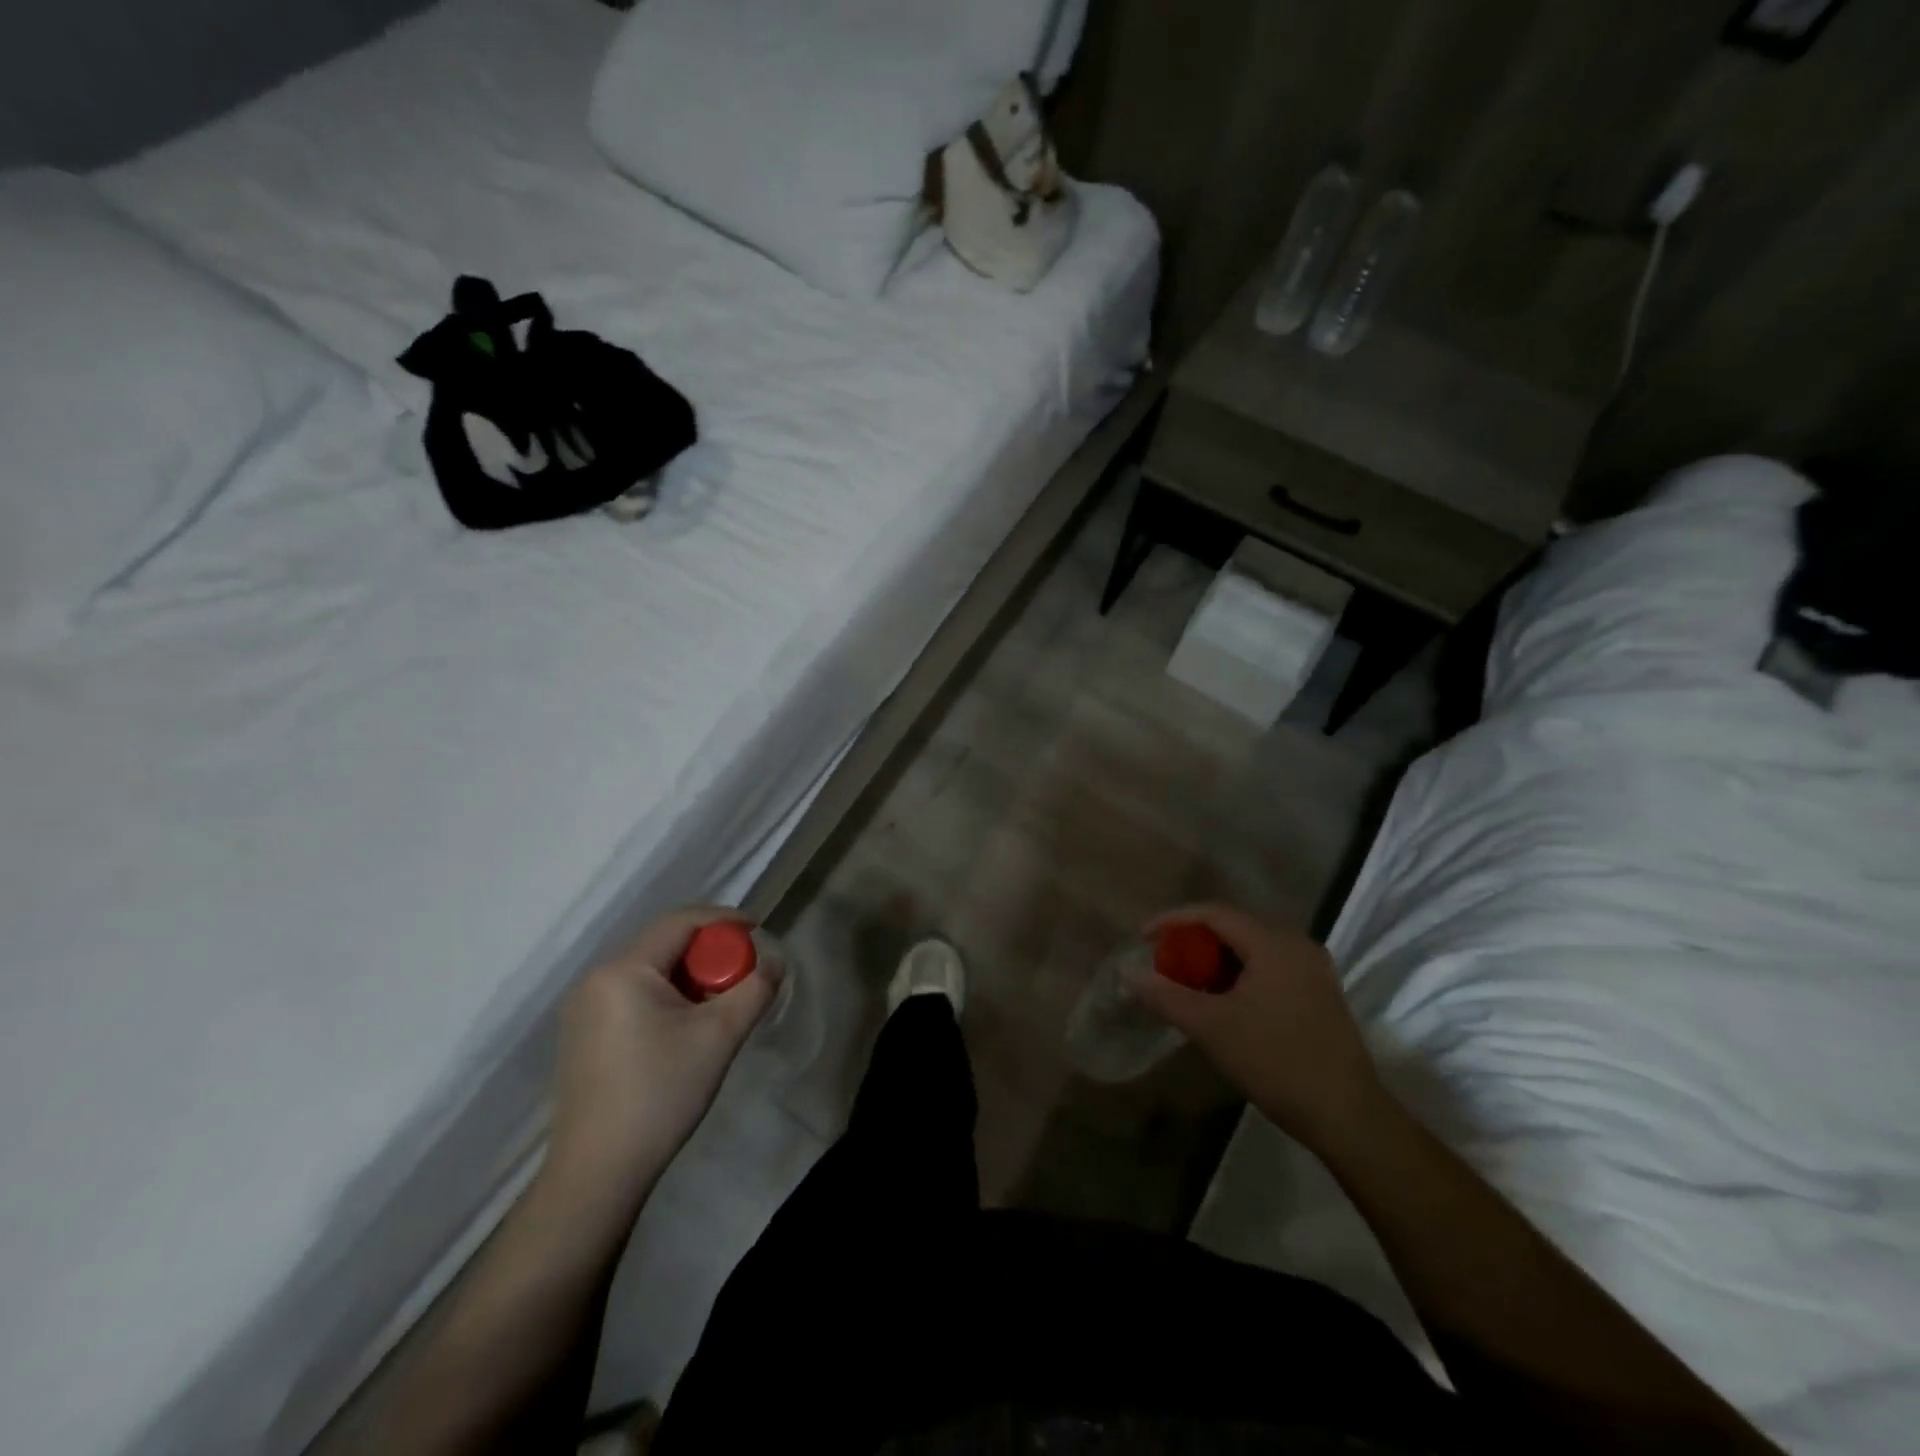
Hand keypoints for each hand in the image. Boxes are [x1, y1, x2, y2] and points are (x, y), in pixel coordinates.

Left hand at [544, 907, 777, 1216]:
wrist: (597, 1174)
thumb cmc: (660, 1094)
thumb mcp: (719, 1037)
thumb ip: (754, 990)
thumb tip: (775, 963)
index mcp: (623, 970)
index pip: (680, 922)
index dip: (723, 919)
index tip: (757, 931)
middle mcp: (596, 979)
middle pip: (664, 943)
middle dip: (708, 951)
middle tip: (740, 975)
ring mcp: (583, 1008)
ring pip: (650, 969)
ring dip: (689, 975)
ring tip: (717, 1004)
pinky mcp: (583, 1034)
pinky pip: (633, 993)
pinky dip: (666, 995)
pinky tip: (684, 1027)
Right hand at [1131, 903, 1388, 1152]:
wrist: (1347, 1116)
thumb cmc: (1275, 1061)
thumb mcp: (1211, 1027)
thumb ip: (1166, 996)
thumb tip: (1128, 974)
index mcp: (1273, 943)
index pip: (1214, 913)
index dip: (1173, 920)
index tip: (1143, 938)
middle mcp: (1297, 945)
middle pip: (1234, 928)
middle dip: (1194, 942)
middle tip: (1166, 963)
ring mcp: (1314, 970)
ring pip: (1253, 949)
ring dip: (1216, 960)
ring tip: (1189, 983)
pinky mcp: (1321, 994)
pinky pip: (1270, 967)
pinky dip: (1240, 975)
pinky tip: (1225, 1002)